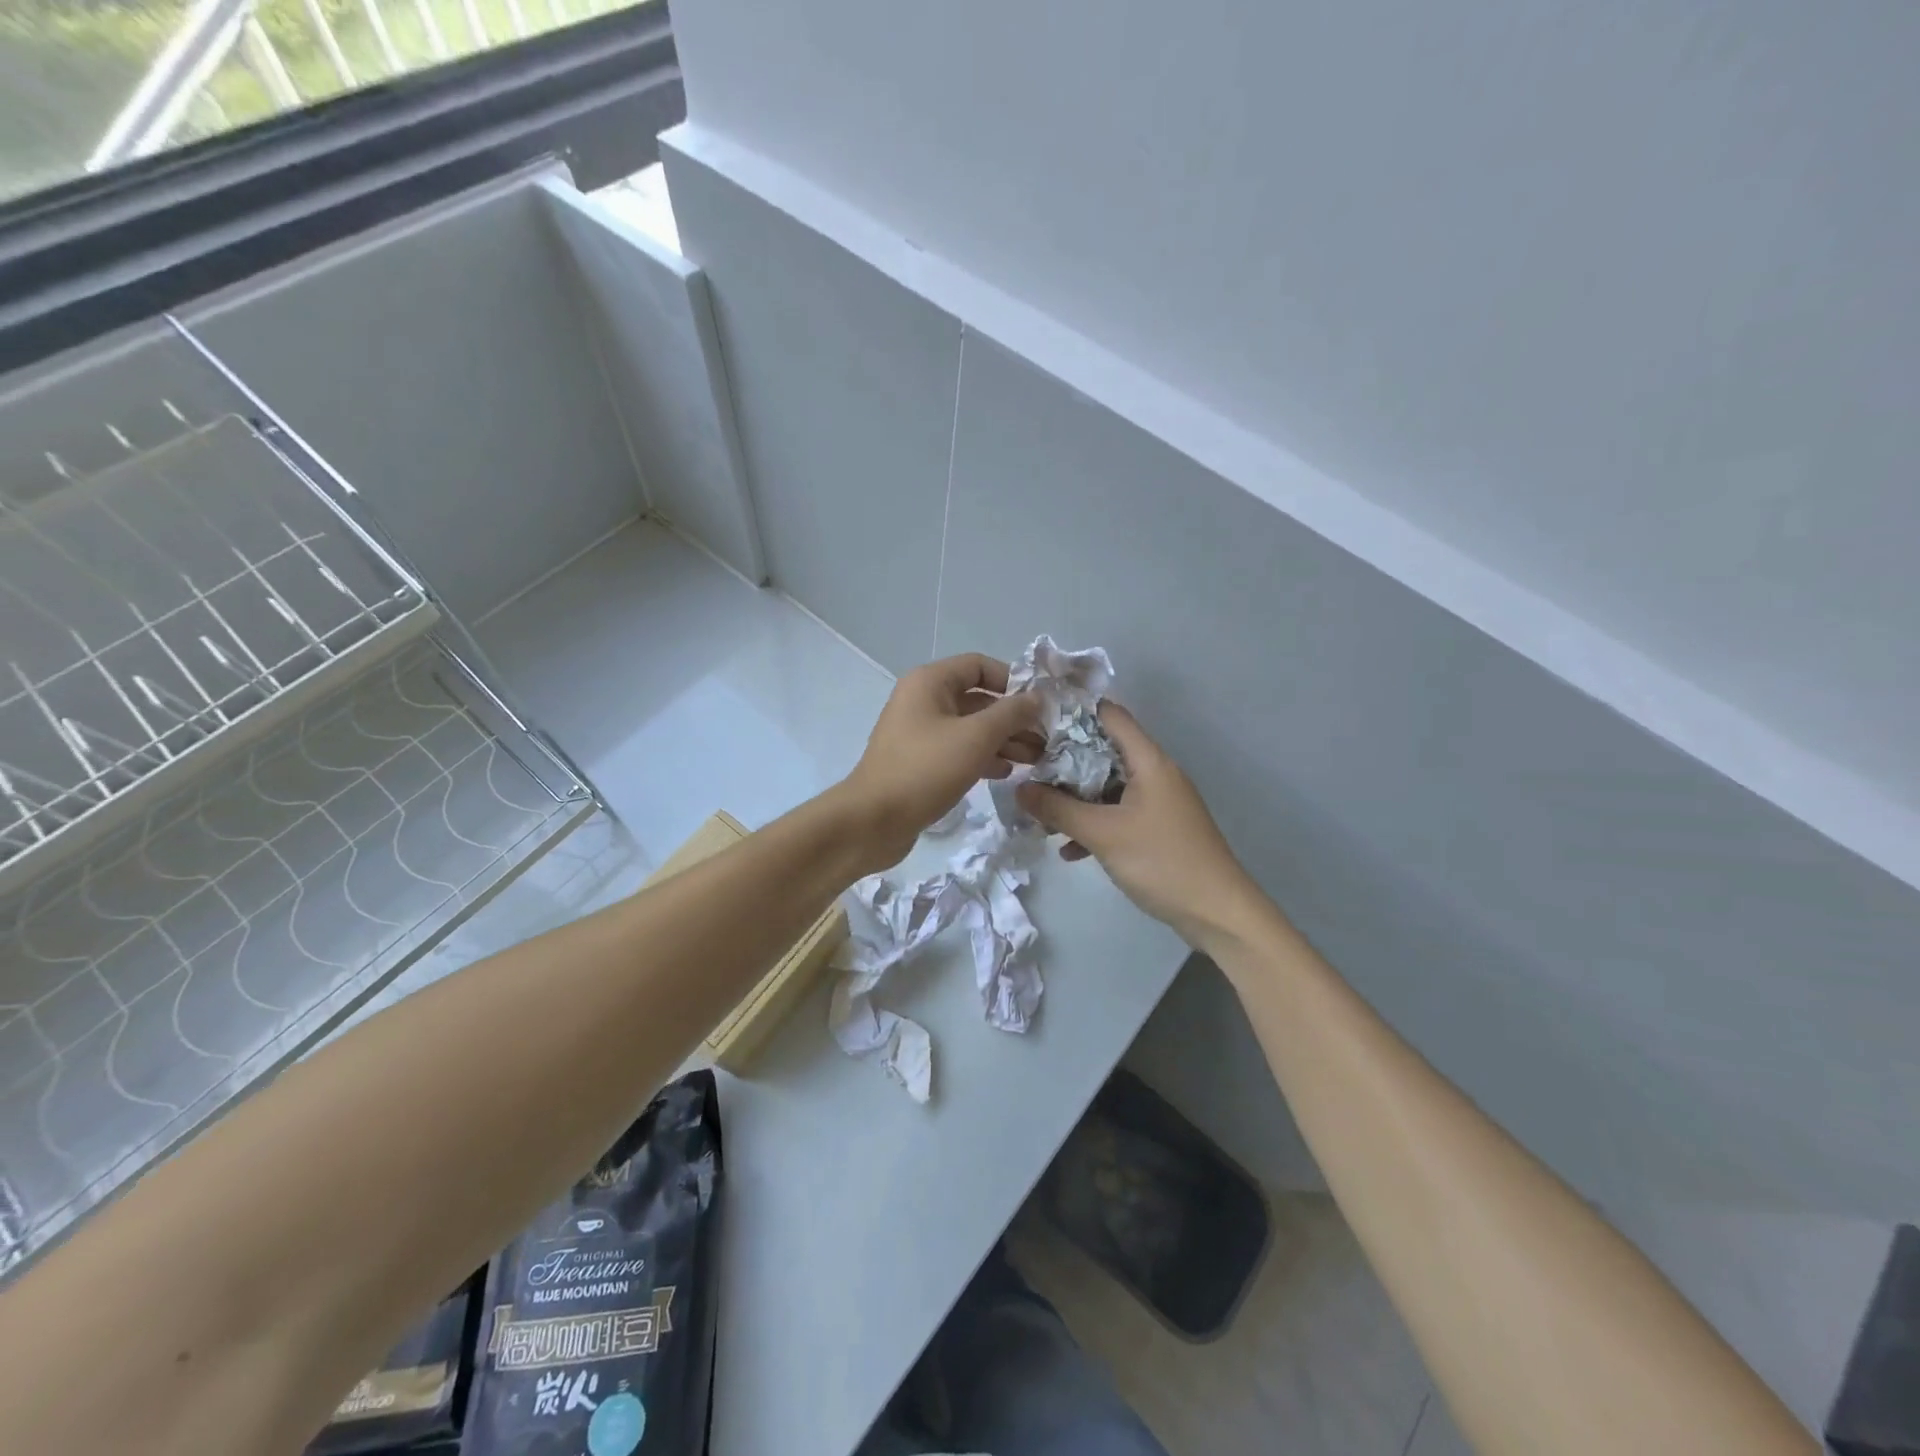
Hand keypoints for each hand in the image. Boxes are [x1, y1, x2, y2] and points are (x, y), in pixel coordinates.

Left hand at [840, 654, 1042, 870]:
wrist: (873, 820)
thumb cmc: (925, 770)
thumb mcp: (976, 737)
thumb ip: (1011, 714)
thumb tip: (1037, 698)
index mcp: (929, 682)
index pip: (979, 666)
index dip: (1013, 681)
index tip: (1041, 706)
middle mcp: (922, 700)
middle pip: (978, 699)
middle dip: (1013, 718)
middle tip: (1045, 739)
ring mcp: (920, 733)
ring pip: (970, 728)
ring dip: (1003, 740)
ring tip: (1034, 759)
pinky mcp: (920, 762)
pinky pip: (958, 750)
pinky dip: (982, 757)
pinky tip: (1006, 773)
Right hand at [1016, 702, 1262, 945]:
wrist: (1218, 913)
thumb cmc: (1162, 861)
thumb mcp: (1103, 834)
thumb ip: (1058, 809)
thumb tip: (1019, 788)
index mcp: (1148, 761)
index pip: (1109, 715)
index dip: (1073, 712)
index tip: (1035, 722)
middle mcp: (1155, 773)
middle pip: (1103, 751)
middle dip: (1065, 761)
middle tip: (1027, 770)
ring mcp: (1157, 802)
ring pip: (1107, 786)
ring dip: (1075, 798)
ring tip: (1039, 814)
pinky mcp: (1157, 828)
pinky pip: (1117, 814)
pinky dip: (1094, 824)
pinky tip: (1069, 850)